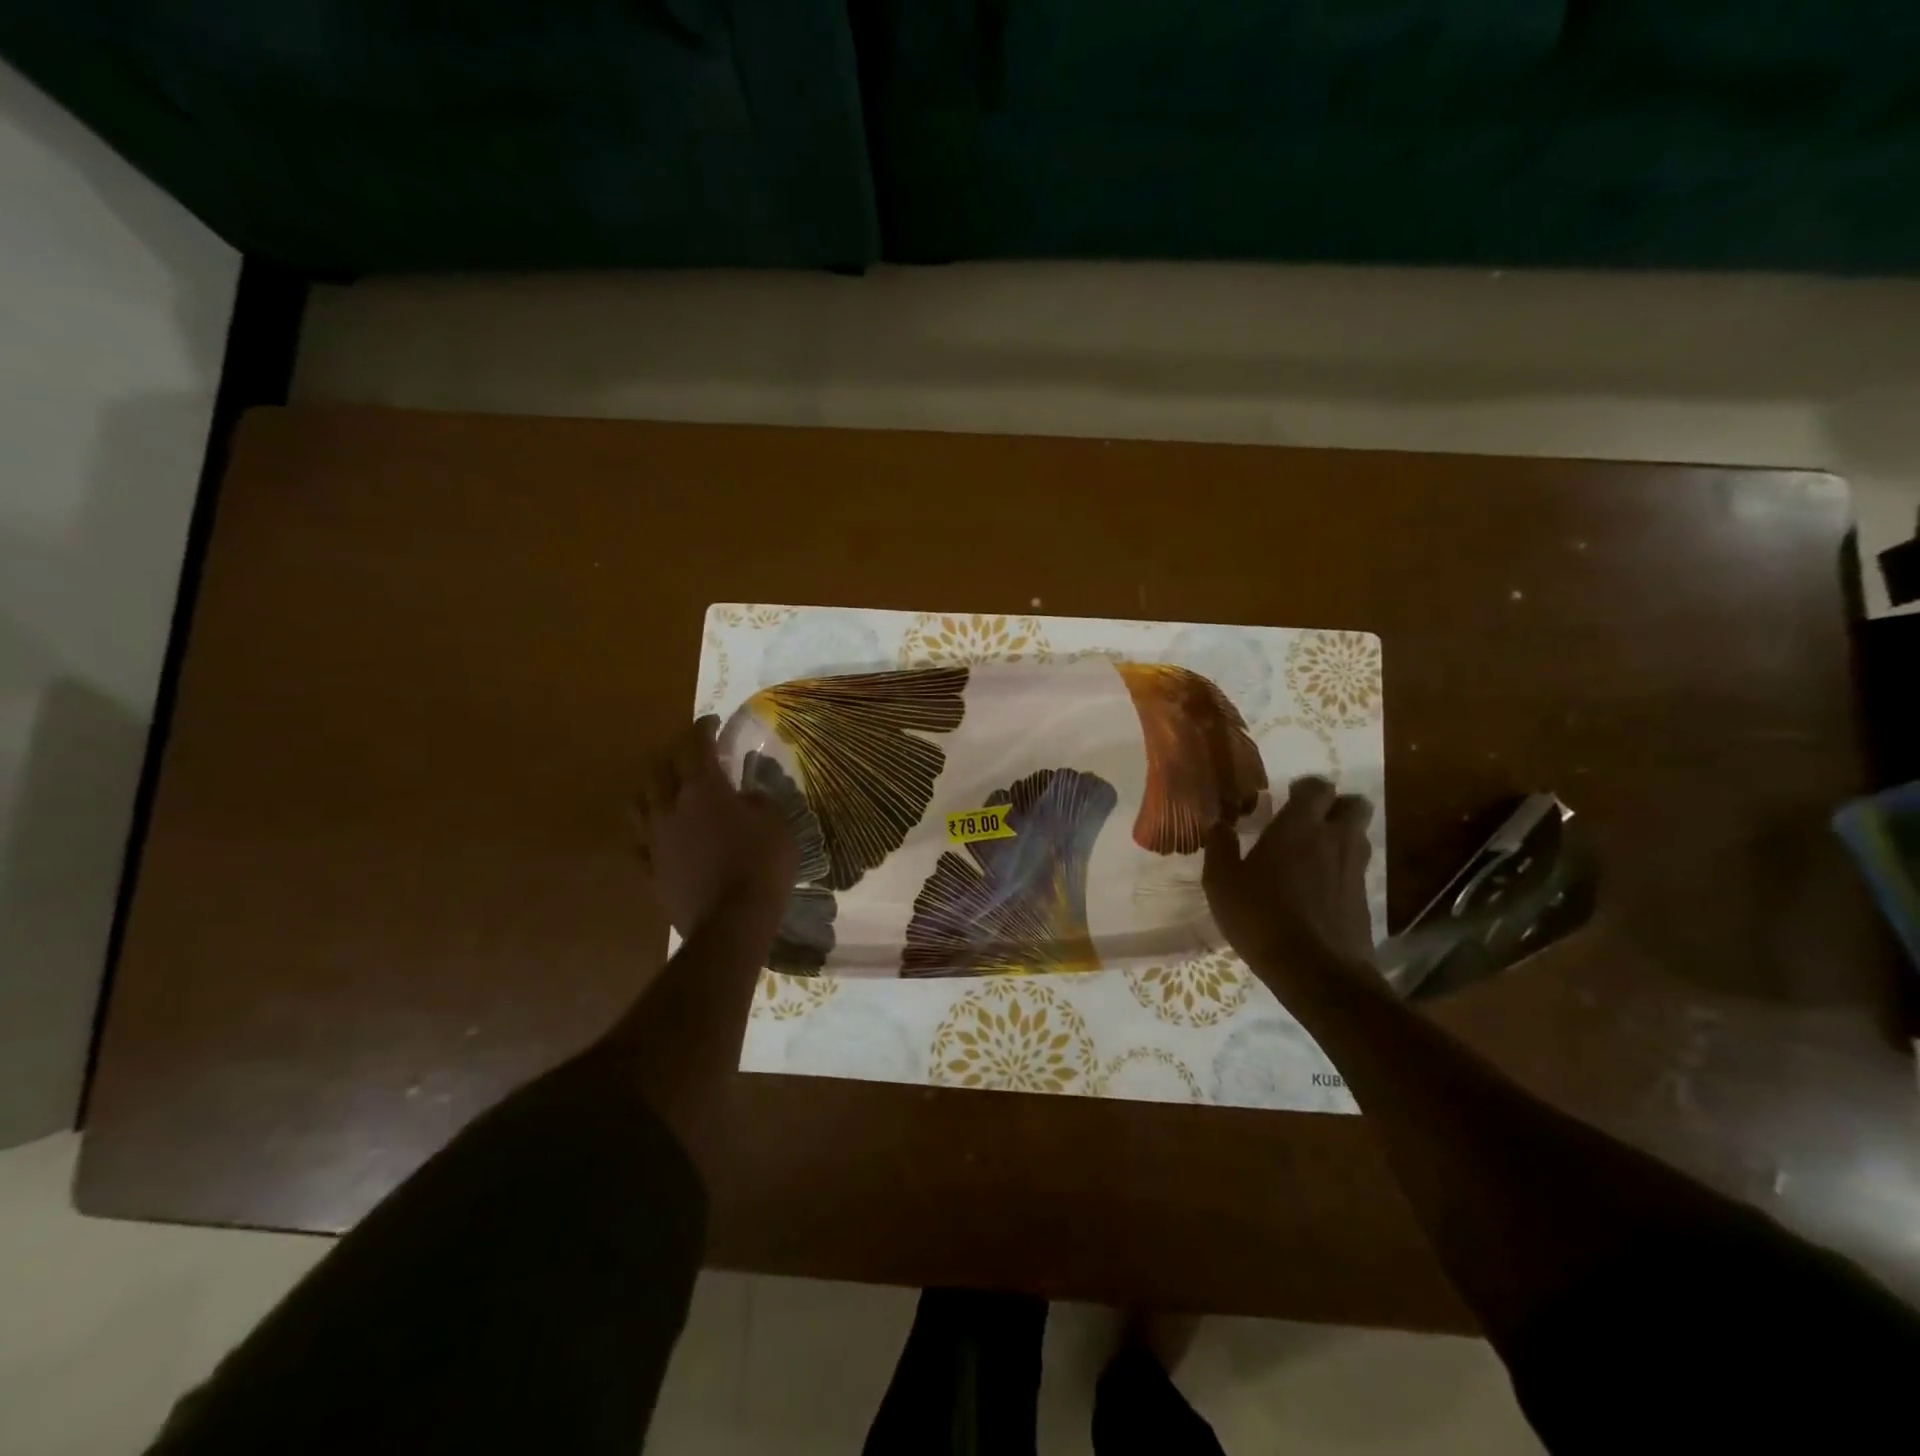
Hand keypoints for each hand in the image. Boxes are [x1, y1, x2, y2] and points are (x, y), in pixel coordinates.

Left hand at [633, 717, 797, 936]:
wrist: (731, 922)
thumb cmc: (761, 865)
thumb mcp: (777, 824)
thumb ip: (759, 802)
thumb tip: (746, 797)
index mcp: (703, 789)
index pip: (695, 745)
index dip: (702, 729)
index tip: (712, 721)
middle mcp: (671, 807)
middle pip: (660, 767)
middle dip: (674, 752)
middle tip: (691, 752)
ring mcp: (654, 839)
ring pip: (639, 800)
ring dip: (651, 786)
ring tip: (665, 786)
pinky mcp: (650, 869)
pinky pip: (638, 841)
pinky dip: (647, 828)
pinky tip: (656, 831)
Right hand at [1203, 776, 1376, 975]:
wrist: (1316, 971)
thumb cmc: (1261, 917)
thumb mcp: (1222, 882)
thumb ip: (1220, 847)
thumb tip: (1218, 824)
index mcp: (1299, 826)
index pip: (1317, 787)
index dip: (1305, 788)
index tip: (1288, 797)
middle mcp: (1334, 839)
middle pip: (1354, 804)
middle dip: (1336, 806)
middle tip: (1309, 820)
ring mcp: (1355, 868)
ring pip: (1359, 835)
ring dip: (1342, 835)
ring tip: (1314, 852)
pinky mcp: (1364, 897)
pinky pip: (1357, 867)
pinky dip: (1343, 868)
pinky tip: (1320, 887)